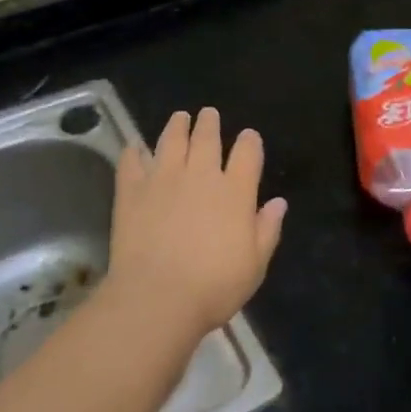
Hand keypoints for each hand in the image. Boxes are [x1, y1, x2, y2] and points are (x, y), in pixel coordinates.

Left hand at [106, 108, 286, 343]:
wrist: (157, 297)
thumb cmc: (214, 287)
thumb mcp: (255, 265)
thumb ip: (267, 229)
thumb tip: (279, 202)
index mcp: (235, 191)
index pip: (247, 153)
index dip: (250, 141)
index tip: (248, 136)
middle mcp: (201, 175)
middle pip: (207, 138)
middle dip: (209, 123)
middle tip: (208, 114)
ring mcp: (163, 179)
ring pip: (171, 141)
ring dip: (177, 126)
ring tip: (179, 117)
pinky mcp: (132, 191)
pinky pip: (132, 162)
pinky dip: (134, 152)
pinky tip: (134, 147)